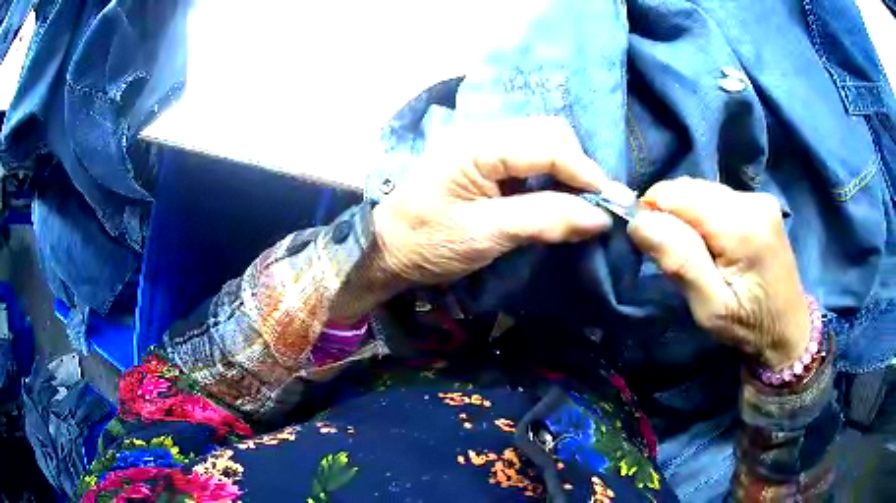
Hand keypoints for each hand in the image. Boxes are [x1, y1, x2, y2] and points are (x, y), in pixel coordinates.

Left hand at [372, 117, 612, 285]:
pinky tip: (558, 198)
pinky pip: (531, 157)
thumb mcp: (485, 235)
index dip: (585, 172)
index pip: (548, 144)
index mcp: (477, 145)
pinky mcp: (485, 159)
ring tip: (582, 204)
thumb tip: (600, 217)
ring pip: (543, 142)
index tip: (611, 203)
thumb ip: (544, 220)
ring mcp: (483, 143)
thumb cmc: (427, 243)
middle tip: (596, 205)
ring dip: (568, 171)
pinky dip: (552, 176)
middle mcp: (482, 133)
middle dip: (579, 167)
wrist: (388, 249)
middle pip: (549, 134)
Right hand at [627, 178, 809, 369]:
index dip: (655, 211)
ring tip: (697, 252)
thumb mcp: (710, 308)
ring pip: (703, 189)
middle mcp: (753, 201)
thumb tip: (639, 222)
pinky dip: (705, 214)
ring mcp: (760, 198)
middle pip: (692, 188)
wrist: (788, 329)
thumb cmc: (748, 326)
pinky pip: (718, 196)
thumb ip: (679, 262)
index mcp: (742, 227)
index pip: (680, 195)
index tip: (652, 244)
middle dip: (672, 214)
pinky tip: (714, 242)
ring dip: (689, 214)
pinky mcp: (762, 202)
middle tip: (677, 255)